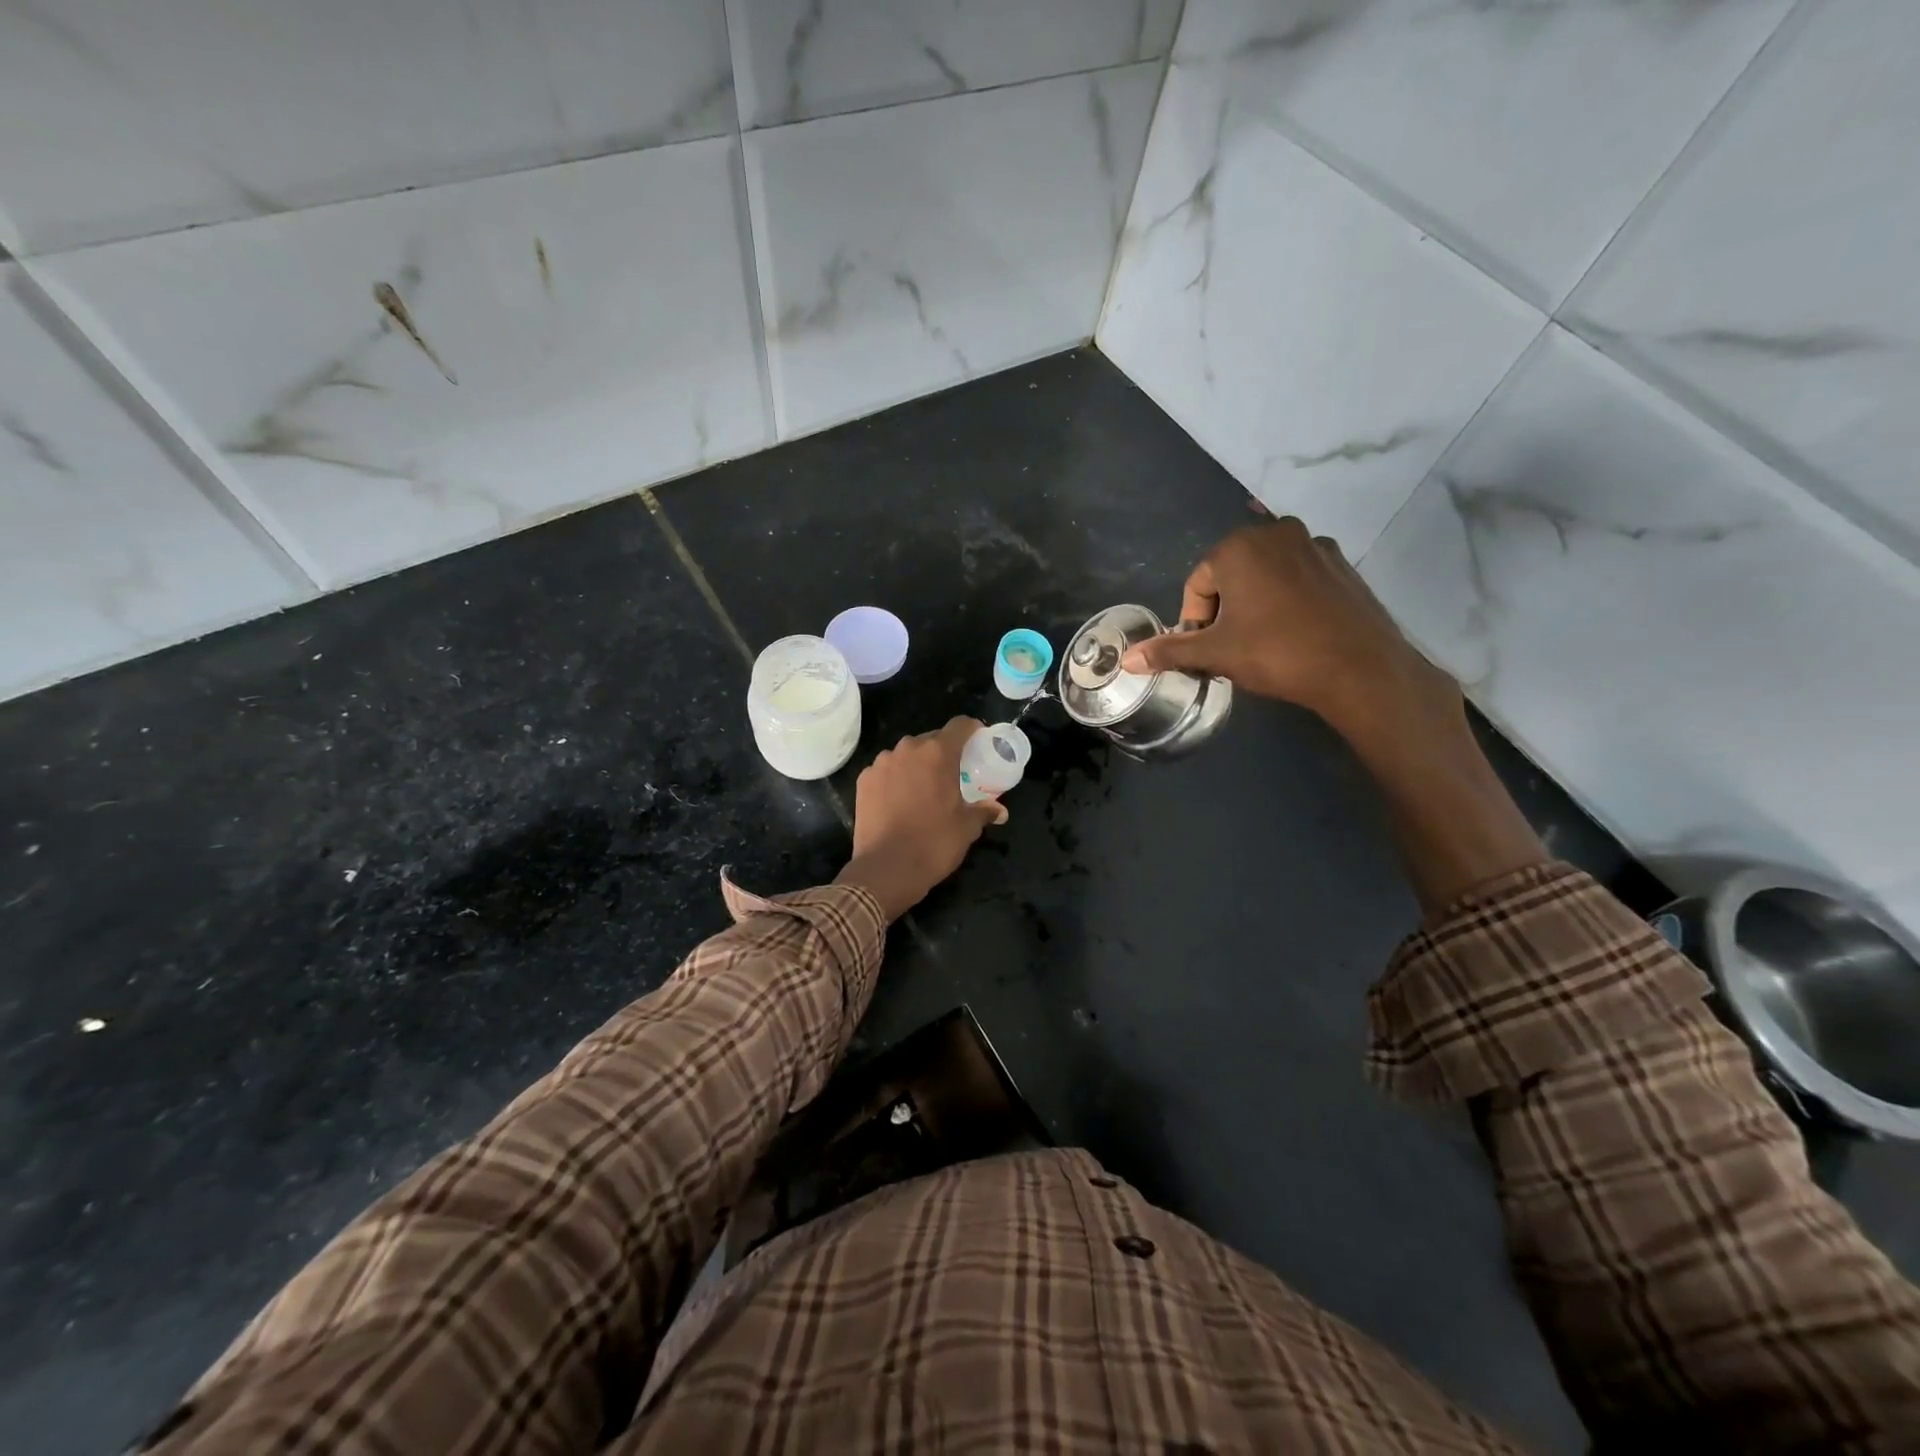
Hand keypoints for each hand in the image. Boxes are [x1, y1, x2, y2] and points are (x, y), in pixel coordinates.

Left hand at [835, 717, 1006, 920]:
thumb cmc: (933, 844)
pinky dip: (896, 778)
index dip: (972, 730)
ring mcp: (881, 763)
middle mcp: (907, 750)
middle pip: (931, 739)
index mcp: (938, 753)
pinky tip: (900, 800)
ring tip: (924, 789)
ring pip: (906, 755)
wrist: (886, 870)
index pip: (960, 725)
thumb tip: (999, 811)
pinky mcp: (863, 780)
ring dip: (917, 765)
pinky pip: (886, 770)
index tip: (979, 743)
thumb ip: (984, 811)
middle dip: (944, 752)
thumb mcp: (967, 828)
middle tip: (954, 774)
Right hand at [1120, 519, 1461, 751]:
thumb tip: (1127, 660)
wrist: (1359, 667)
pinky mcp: (1341, 563)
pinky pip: (1297, 577)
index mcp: (1237, 547)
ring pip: (1264, 574)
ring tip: (1263, 641)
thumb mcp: (1215, 654)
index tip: (1207, 651)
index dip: (1195, 622)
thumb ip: (1169, 651)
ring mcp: (1314, 544)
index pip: (1197, 585)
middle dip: (1224, 610)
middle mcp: (1275, 532)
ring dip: (1254, 603)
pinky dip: (1287, 599)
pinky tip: (1294, 631)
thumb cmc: (1276, 653)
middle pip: (1230, 574)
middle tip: (1232, 647)